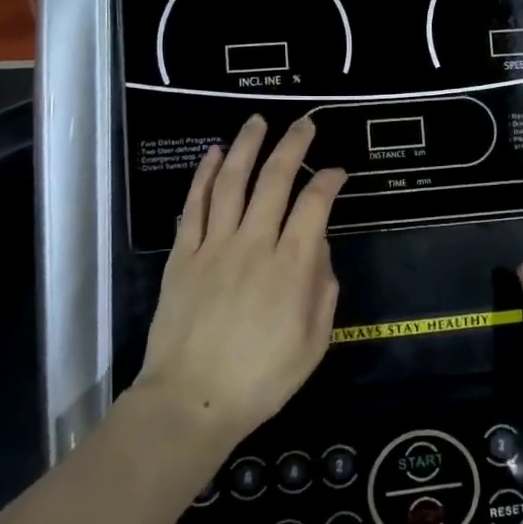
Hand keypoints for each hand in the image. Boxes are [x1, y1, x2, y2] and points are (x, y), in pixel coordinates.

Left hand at [137, 115, 346, 445]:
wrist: (191, 401)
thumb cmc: (261, 379)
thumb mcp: (314, 342)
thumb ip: (323, 289)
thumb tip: (318, 248)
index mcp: (291, 267)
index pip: (315, 205)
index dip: (329, 181)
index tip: (338, 171)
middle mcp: (254, 244)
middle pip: (274, 181)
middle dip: (292, 146)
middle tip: (304, 123)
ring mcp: (214, 246)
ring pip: (231, 183)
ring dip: (246, 147)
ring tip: (257, 122)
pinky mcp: (183, 255)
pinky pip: (195, 206)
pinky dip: (203, 176)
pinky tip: (213, 154)